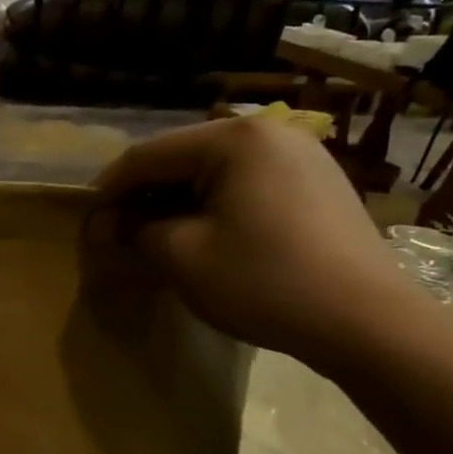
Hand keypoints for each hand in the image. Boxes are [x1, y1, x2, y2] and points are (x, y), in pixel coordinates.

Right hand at [94, 117, 417, 367]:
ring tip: (154, 240)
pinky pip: (245, 186)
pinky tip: (202, 239)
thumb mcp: (182, 257)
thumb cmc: (264, 281)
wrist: (366, 321)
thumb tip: (111, 226)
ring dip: (176, 204)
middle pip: (181, 159)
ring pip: (213, 174)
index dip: (108, 190)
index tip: (86, 224)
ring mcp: (300, 156)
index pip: (147, 155)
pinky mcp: (316, 184)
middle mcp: (269, 132)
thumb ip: (136, 232)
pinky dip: (212, 208)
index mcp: (234, 139)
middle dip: (143, 197)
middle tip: (117, 236)